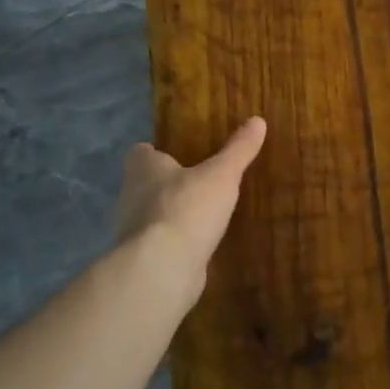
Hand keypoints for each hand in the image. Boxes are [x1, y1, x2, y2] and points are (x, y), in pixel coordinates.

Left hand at [115, 118, 267, 295]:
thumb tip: (258, 120)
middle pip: (144, 184)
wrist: (162, 268)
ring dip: (172, 213)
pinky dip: (177, 241)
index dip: (155, 151)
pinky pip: (162, 243)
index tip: (175, 152)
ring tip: (202, 211)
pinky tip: (198, 242)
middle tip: (196, 180)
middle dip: (166, 183)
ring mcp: (135, 232)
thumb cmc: (187, 208)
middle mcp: (132, 196)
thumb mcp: (221, 174)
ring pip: (152, 215)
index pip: (141, 153)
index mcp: (144, 169)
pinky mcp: (145, 259)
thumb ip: (238, 149)